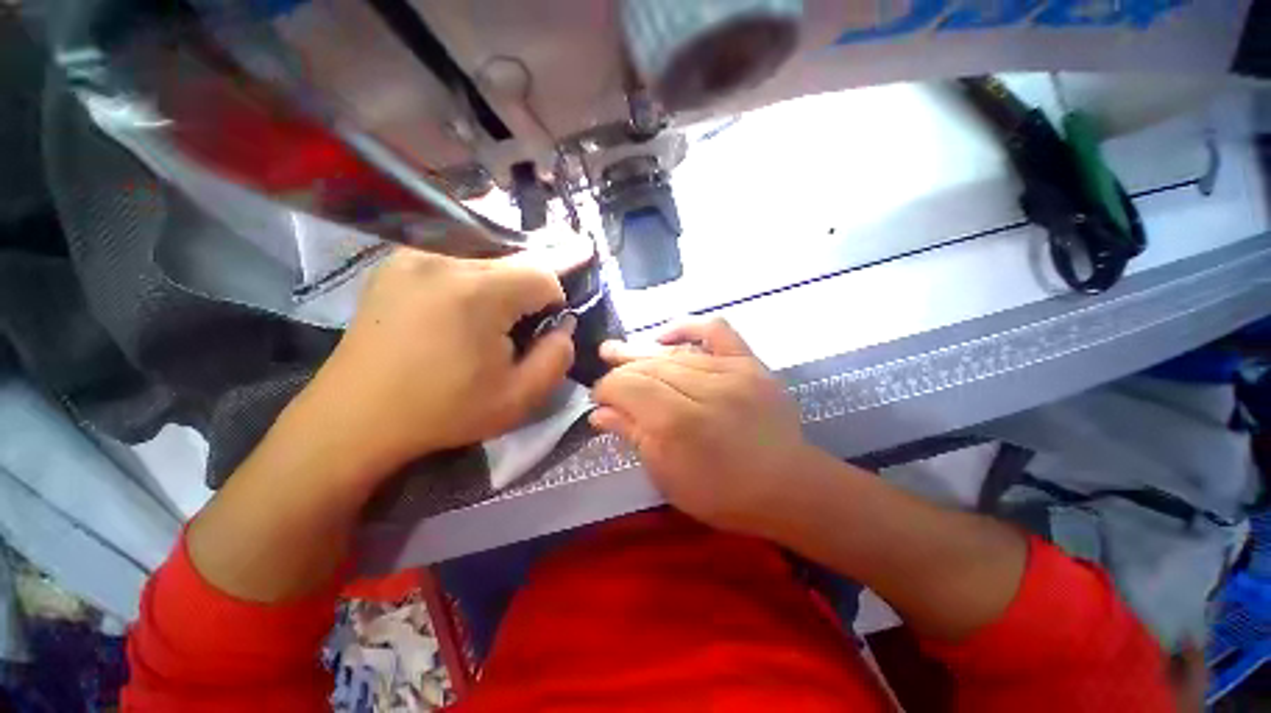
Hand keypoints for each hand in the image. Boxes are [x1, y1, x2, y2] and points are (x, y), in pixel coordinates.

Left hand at [294, 247, 577, 480]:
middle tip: (520, 328)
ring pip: (486, 257)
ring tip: (491, 320)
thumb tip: (563, 326)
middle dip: (529, 291)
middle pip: (514, 259)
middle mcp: (444, 259)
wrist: (354, 419)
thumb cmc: (443, 411)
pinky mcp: (394, 264)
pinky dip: (472, 279)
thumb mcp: (519, 398)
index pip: (544, 274)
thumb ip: (558, 357)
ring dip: (502, 284)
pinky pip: (454, 258)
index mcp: (478, 292)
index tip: (541, 332)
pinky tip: (461, 310)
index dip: (554, 304)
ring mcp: (413, 256)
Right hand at [590, 318, 815, 533]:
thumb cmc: (722, 494)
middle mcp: (704, 388)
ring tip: (619, 350)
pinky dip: (688, 327)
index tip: (598, 398)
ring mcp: (732, 371)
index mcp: (679, 422)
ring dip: (643, 353)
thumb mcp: (667, 476)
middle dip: (621, 370)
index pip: (629, 387)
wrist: (787, 486)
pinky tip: (665, 336)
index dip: (606, 388)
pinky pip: (715, 330)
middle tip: (605, 372)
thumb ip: (633, 436)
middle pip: (649, 367)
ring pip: (674, 353)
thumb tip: (599, 412)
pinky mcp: (751, 362)